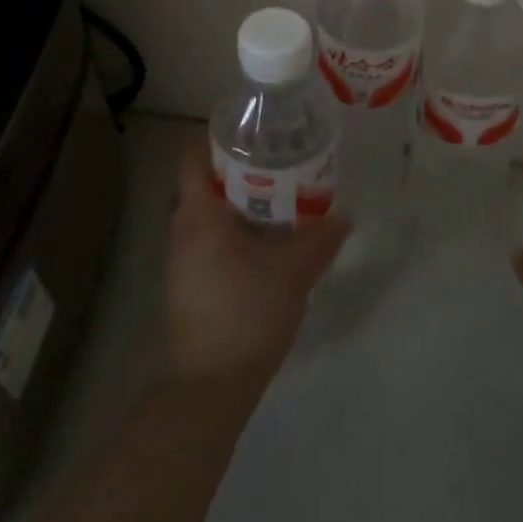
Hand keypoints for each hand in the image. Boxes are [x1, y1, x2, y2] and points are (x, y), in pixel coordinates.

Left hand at [166, 139, 349, 400]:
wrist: (210, 388)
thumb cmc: (247, 313)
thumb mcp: (293, 272)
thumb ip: (320, 238)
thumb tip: (342, 216)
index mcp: (198, 215)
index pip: (193, 157)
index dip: (218, 138)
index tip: (252, 133)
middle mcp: (181, 231)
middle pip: (203, 184)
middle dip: (238, 170)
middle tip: (277, 163)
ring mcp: (180, 262)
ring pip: (208, 215)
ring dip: (238, 204)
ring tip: (278, 200)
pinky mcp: (187, 287)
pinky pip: (208, 242)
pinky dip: (232, 232)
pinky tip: (264, 245)